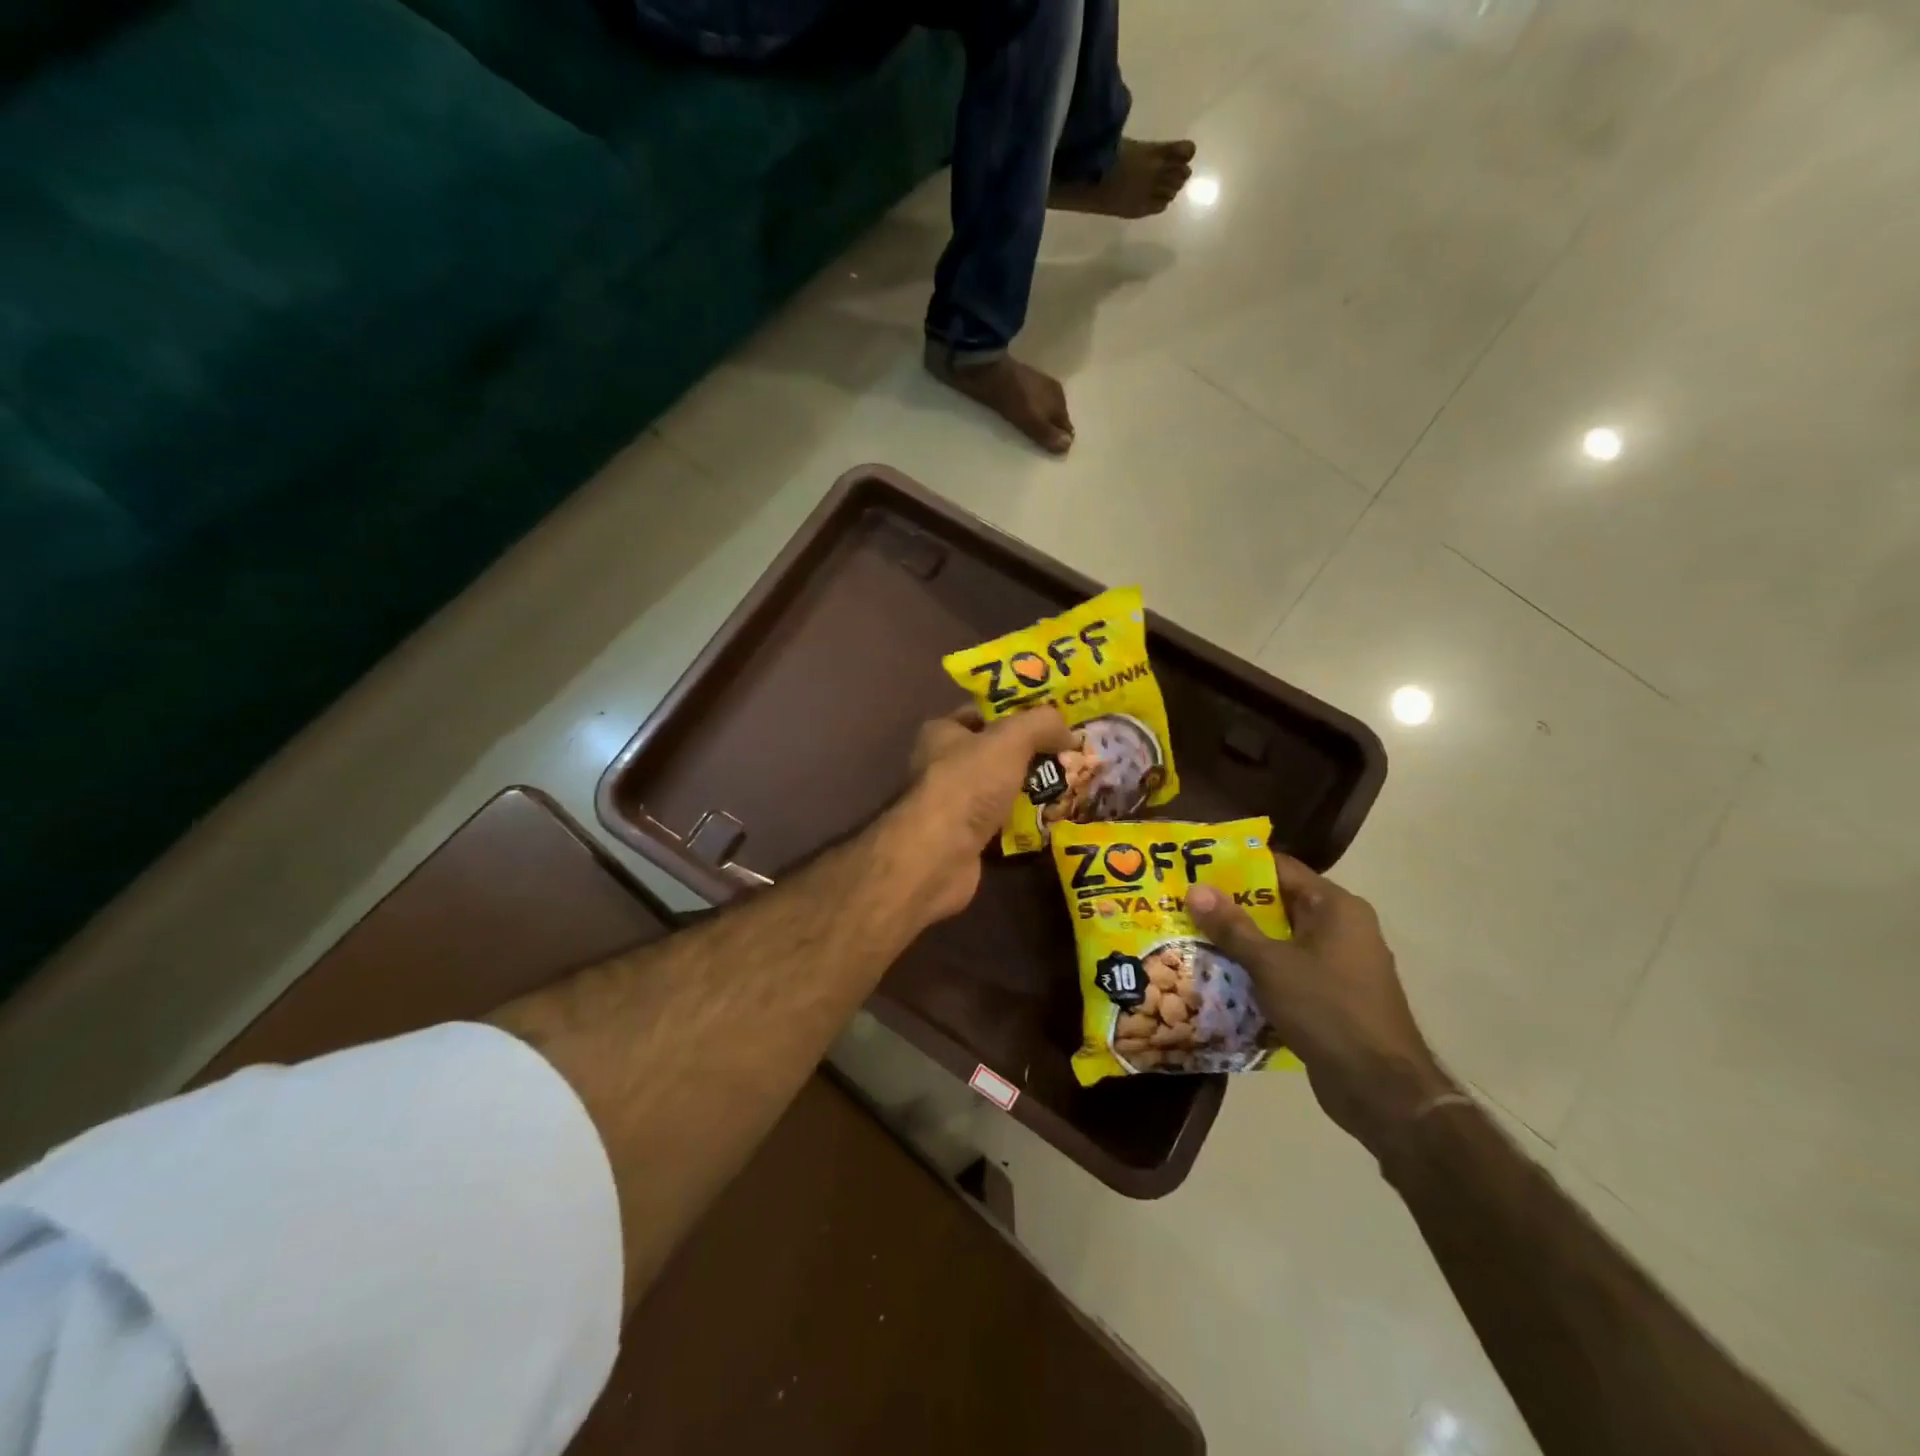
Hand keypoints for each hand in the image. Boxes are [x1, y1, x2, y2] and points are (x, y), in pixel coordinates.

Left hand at [893, 705, 1072, 920]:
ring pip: (1000, 788)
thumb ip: (1042, 724)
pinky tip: (1050, 818)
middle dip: (1030, 754)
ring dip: (1029, 789)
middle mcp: (941, 764)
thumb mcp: (1010, 739)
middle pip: (994, 752)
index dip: (1017, 713)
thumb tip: (1069, 732)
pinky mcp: (964, 837)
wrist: (940, 855)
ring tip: (1068, 785)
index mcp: (942, 732)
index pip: (983, 713)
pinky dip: (1023, 820)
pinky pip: (1001, 821)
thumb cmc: (969, 784)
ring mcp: (952, 804)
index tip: (1053, 720)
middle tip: (1068, 754)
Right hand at [1187, 858, 1453, 1155]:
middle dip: (1234, 905)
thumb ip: (1232, 926)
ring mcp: (1341, 964)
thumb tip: (1195, 889)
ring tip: (1195, 936)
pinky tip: (1223, 975)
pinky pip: (1290, 970)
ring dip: (1244, 941)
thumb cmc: (1327, 1010)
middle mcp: (1343, 928)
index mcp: (1336, 907)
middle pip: (1280, 903)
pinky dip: (1260, 970)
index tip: (1198, 867)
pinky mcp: (1334, 996)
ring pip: (1282, 940)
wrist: (1380, 1089)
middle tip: (1187, 903)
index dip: (1238, 866)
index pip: (1281, 869)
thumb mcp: (1270, 964)